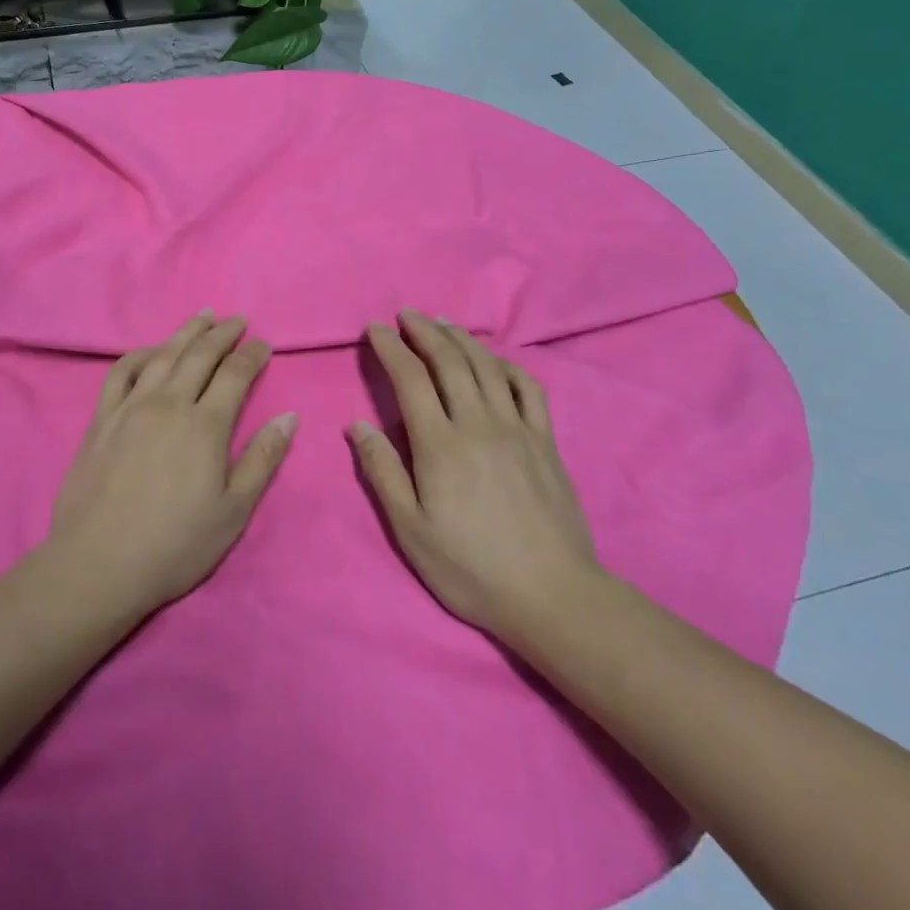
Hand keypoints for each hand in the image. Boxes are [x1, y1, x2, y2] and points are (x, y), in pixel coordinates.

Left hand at [50, 313, 297, 614]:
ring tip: (202, 317)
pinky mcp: (102, 417)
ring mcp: (131, 406)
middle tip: (238, 321)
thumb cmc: (175, 544)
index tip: (264, 345)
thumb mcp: (234, 511)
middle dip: (223, 333)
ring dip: (186, 332)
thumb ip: (263, 459)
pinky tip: (150, 350)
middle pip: (199, 354)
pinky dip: (140, 353)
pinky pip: (121, 371)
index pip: (235, 374)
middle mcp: (169, 403)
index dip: (253, 354)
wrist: (99, 562)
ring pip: (162, 354)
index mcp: (205, 425)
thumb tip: (289, 416)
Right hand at [349, 310, 600, 642]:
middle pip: (449, 361)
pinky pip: (528, 388)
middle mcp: (478, 423)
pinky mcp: (545, 441)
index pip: (410, 378)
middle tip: (406, 315)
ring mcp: (517, 429)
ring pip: (487, 366)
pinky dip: (507, 365)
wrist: (553, 595)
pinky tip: (495, 361)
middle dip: (424, 331)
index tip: (375, 329)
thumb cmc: (471, 567)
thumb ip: (382, 471)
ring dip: (461, 338)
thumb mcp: (410, 530)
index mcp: (440, 444)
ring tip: (443, 323)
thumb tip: (357, 424)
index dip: (391, 347)